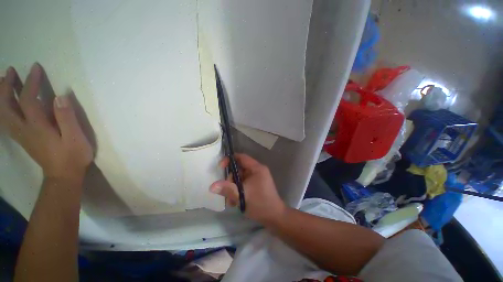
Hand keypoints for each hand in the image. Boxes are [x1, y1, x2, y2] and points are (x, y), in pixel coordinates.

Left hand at [0, 63, 92, 179]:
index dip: (31, 82)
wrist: (64, 175)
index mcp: (37, 127)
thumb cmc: (73, 156)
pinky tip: (6, 104)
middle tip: (10, 72)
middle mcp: (24, 129)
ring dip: (1, 97)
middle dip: (6, 87)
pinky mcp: (23, 139)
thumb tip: (60, 97)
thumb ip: (67, 118)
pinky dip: (3, 109)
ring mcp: (21, 135)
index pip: (28, 100)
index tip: (35, 67)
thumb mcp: (76, 138)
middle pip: (6, 106)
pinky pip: (6, 121)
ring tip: (4, 83)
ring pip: (3, 114)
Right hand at [210, 153, 285, 224]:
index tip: (220, 167)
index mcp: (257, 168)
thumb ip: (227, 189)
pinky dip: (238, 190)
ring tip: (232, 200)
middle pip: (239, 168)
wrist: (274, 217)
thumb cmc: (260, 204)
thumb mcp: (242, 196)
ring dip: (233, 187)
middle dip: (231, 179)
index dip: (229, 160)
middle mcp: (257, 171)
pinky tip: (236, 201)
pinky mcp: (256, 185)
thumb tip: (212, 186)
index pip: (241, 157)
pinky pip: (243, 183)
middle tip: (227, 191)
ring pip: (240, 178)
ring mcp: (257, 178)